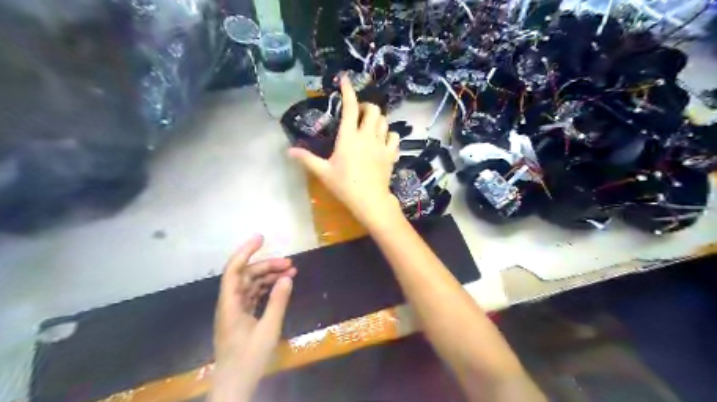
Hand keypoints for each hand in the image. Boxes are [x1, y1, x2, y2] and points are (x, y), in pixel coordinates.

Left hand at [209, 234, 294, 401]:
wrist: (234, 385)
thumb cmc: (249, 359)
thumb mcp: (268, 330)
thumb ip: (278, 301)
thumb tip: (287, 277)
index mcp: (230, 304)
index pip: (234, 270)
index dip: (245, 251)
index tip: (261, 238)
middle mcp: (230, 303)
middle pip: (246, 276)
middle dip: (267, 266)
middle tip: (290, 263)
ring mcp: (235, 311)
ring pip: (251, 285)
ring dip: (269, 276)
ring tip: (291, 271)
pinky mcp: (242, 318)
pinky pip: (254, 295)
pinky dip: (267, 288)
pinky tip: (281, 286)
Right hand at [290, 75, 401, 225]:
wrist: (370, 201)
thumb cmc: (344, 186)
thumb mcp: (323, 172)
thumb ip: (307, 159)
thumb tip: (288, 151)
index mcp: (349, 137)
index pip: (350, 107)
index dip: (348, 91)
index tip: (345, 79)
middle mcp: (367, 136)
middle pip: (373, 110)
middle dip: (366, 107)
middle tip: (358, 115)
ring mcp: (381, 145)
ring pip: (385, 121)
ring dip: (377, 119)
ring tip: (370, 126)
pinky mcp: (391, 154)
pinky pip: (394, 137)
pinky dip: (389, 134)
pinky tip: (383, 141)